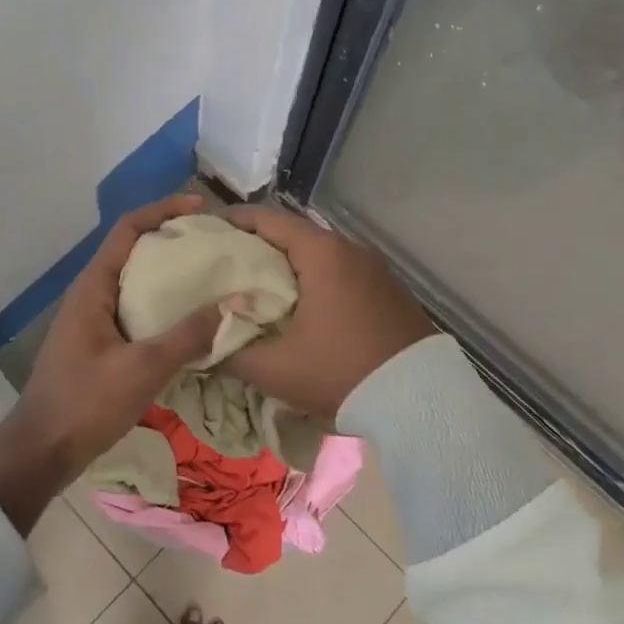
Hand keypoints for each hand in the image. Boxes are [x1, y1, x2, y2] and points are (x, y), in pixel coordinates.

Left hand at [0, 194, 220, 531]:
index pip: (128, 229)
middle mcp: (91, 294)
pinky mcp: (99, 342)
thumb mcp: (142, 369)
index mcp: (93, 287)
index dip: (163, 210)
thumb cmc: (86, 403)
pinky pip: (135, 309)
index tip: (201, 208)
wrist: (42, 450)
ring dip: (169, 274)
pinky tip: (189, 320)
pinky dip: (163, 304)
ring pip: (135, 281)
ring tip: (210, 277)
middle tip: (215, 244)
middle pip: (133, 250)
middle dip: (172, 240)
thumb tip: (231, 305)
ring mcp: (93, 319)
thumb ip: (187, 336)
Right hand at [220, 206, 433, 418]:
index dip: (235, 220)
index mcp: (322, 254)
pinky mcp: (390, 290)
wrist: (420, 403)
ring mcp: (376, 269)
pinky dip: (317, 277)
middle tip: (227, 259)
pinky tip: (304, 302)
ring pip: (321, 253)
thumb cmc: (341, 373)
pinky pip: (343, 271)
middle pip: (295, 234)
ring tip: (260, 282)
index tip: (209, 228)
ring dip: (290, 263)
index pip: (269, 220)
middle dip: (259, 243)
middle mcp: (351, 249)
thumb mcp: (276, 369)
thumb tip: (203, 344)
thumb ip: (231, 353)